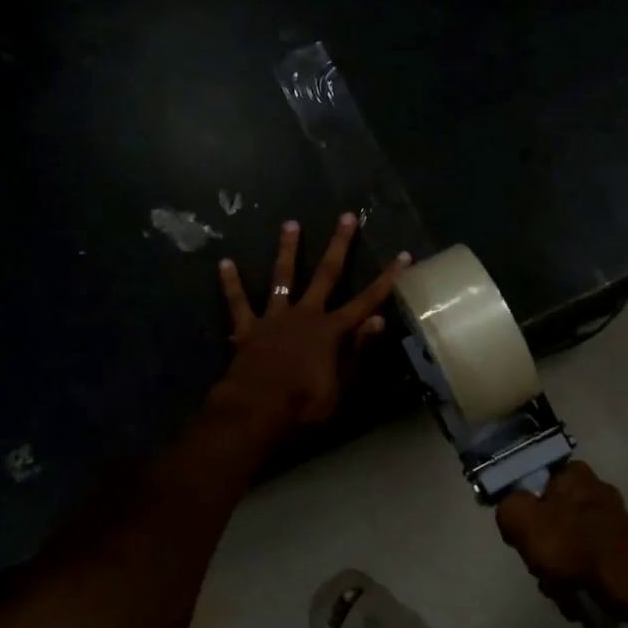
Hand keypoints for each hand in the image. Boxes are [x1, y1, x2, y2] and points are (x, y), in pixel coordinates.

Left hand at [214, 214, 408, 429]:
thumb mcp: (342, 386)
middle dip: (339, 245)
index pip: (367, 301)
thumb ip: (358, 351)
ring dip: (288, 250)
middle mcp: (306, 315)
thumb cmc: (304, 406)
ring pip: (283, 277)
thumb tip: (378, 320)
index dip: (387, 279)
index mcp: (332, 331)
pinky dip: (232, 284)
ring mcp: (275, 318)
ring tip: (290, 223)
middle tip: (346, 217)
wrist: (255, 411)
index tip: (402, 256)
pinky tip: (225, 263)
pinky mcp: (248, 329)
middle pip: (326, 274)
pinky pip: (238, 303)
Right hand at [495, 462, 627, 612]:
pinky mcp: (621, 549)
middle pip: (550, 519)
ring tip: (560, 588)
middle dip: (541, 550)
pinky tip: (577, 595)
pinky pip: (587, 563)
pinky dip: (579, 580)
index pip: (535, 483)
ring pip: (567, 545)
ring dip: (558, 571)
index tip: (521, 534)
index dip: (523, 510)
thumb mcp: (521, 518)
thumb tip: (511, 509)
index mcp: (573, 474)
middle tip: (540, 567)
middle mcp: (595, 490)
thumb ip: (508, 506)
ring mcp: (611, 521)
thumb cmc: (571, 545)